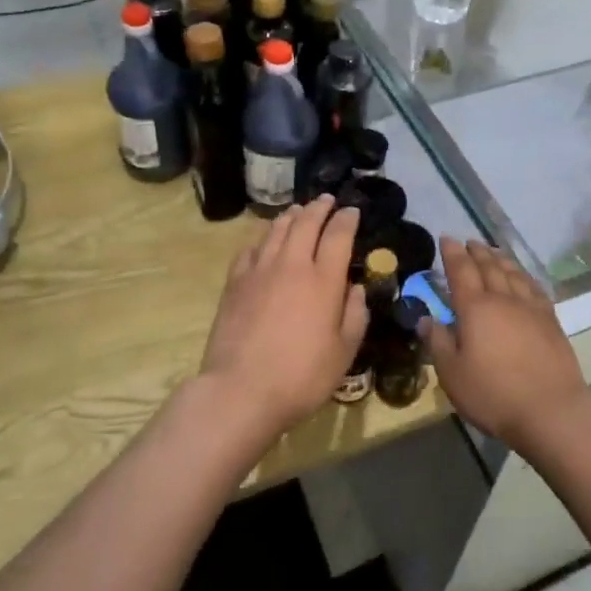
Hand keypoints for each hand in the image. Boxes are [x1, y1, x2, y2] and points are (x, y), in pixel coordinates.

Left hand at [197, 197, 368, 438]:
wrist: (241, 390)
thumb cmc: (301, 377)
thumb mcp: (344, 352)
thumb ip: (355, 315)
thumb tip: (355, 288)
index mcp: (323, 280)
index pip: (338, 235)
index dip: (347, 219)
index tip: (352, 211)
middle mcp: (291, 265)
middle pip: (306, 223)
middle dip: (319, 208)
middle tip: (326, 200)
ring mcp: (259, 271)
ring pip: (276, 230)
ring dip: (291, 216)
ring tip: (298, 211)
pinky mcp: (235, 282)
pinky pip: (251, 248)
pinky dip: (263, 238)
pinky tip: (265, 241)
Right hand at [420, 239, 590, 454]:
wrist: (551, 410)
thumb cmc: (493, 394)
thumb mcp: (452, 374)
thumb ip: (438, 342)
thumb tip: (426, 318)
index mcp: (475, 308)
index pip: (461, 271)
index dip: (452, 253)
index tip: (447, 238)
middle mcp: (503, 299)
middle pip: (489, 267)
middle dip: (476, 252)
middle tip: (468, 242)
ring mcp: (531, 308)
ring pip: (513, 273)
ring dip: (500, 259)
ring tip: (493, 252)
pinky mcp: (551, 321)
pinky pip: (534, 288)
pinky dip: (524, 276)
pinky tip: (523, 278)